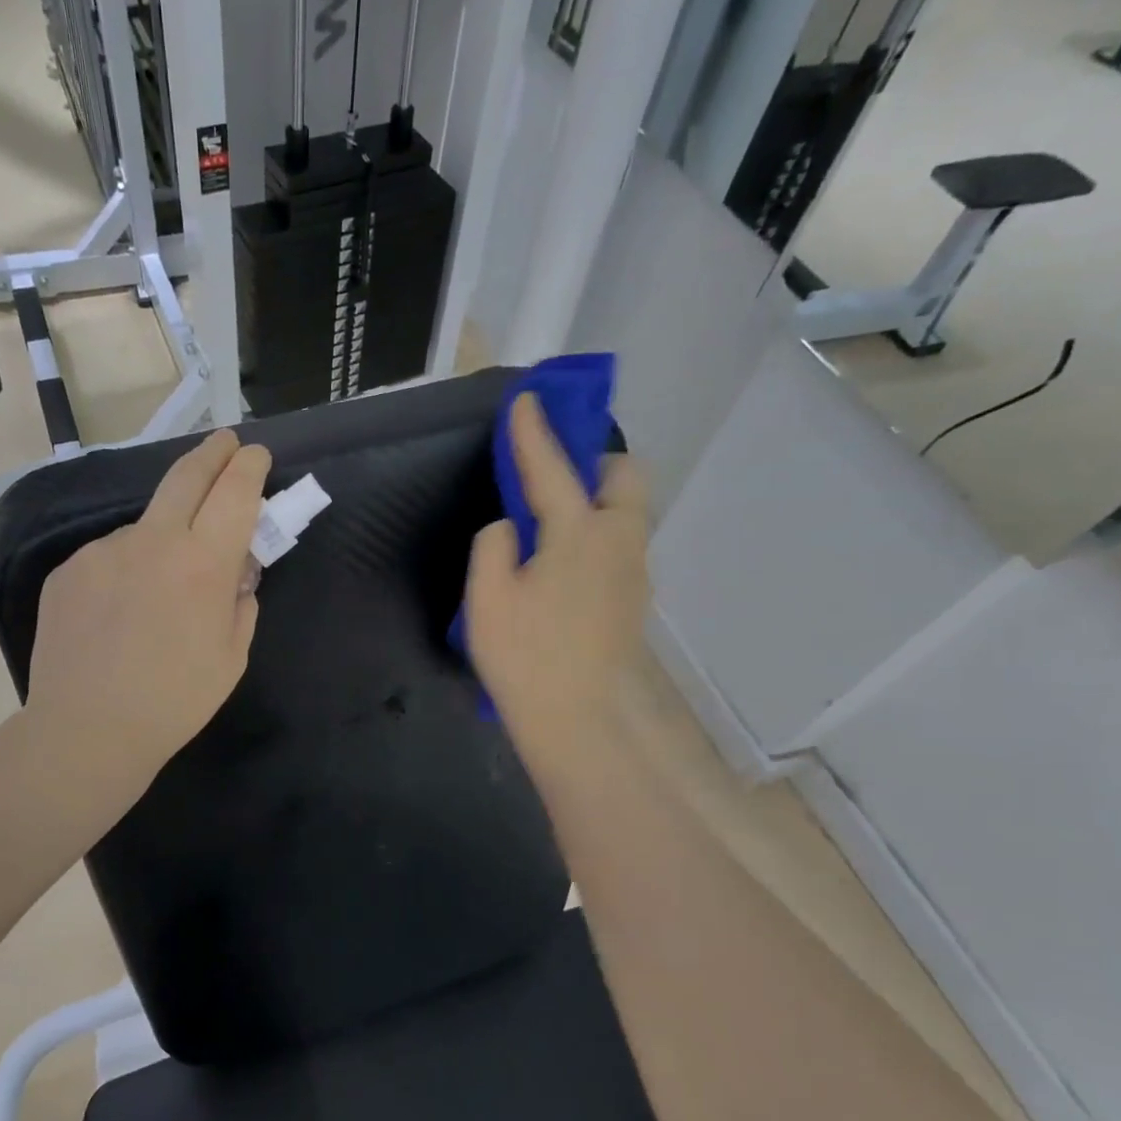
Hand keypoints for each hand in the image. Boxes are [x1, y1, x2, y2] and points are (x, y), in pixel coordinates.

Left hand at [26, 429, 270, 792]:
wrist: (87, 729)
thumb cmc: (175, 701)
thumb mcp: (232, 656)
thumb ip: (241, 603)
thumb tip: (237, 573)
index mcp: (202, 564)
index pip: (234, 492)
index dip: (249, 467)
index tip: (256, 455)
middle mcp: (152, 541)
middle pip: (185, 476)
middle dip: (212, 453)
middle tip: (225, 442)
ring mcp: (103, 551)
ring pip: (144, 528)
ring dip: (162, 540)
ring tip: (156, 595)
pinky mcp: (68, 569)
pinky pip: (109, 558)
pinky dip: (125, 571)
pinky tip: (118, 614)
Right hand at [465, 394, 652, 786]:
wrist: (577, 720)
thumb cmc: (524, 657)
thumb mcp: (486, 598)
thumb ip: (495, 546)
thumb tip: (513, 529)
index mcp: (578, 533)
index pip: (553, 468)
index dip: (534, 432)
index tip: (526, 399)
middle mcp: (619, 541)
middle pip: (626, 477)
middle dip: (595, 463)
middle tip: (555, 481)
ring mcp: (634, 571)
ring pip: (627, 513)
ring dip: (597, 501)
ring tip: (553, 528)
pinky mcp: (634, 598)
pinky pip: (620, 544)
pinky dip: (597, 535)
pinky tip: (563, 567)